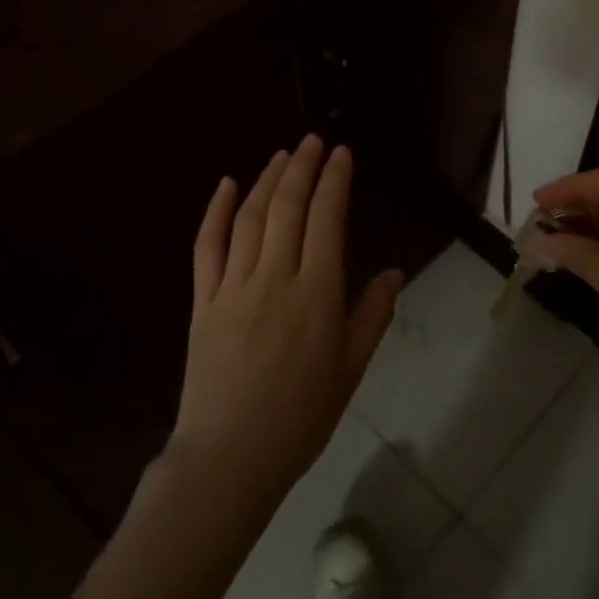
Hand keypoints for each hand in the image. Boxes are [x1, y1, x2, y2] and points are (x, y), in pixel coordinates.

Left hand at [170, 135, 402, 519]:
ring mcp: (234, 286)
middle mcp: (275, 278)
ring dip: (266, 180)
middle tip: (312, 140)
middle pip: (288, 207)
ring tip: (281, 155)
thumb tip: (395, 272)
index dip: (334, 180)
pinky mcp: (203, 301)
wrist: (230, 458)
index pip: (327, 219)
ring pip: (250, 218)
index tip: (341, 153)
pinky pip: (207, 246)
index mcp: (317, 294)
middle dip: (302, 167)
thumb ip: (373, 315)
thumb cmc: (301, 417)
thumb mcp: (351, 369)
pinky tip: (227, 185)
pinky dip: (216, 211)